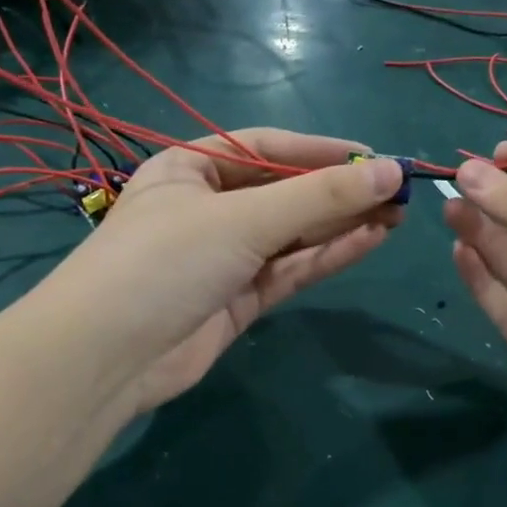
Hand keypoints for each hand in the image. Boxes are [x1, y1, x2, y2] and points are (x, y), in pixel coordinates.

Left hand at [42, 129, 403, 414]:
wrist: (108, 358)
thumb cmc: (166, 262)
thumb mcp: (242, 219)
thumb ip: (318, 197)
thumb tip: (389, 173)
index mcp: (190, 169)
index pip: (266, 148)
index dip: (322, 151)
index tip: (375, 158)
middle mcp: (207, 208)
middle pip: (283, 192)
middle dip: (338, 191)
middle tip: (398, 191)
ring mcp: (223, 257)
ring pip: (292, 234)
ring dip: (340, 223)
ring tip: (396, 214)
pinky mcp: (237, 300)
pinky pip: (289, 270)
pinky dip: (326, 256)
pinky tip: (369, 241)